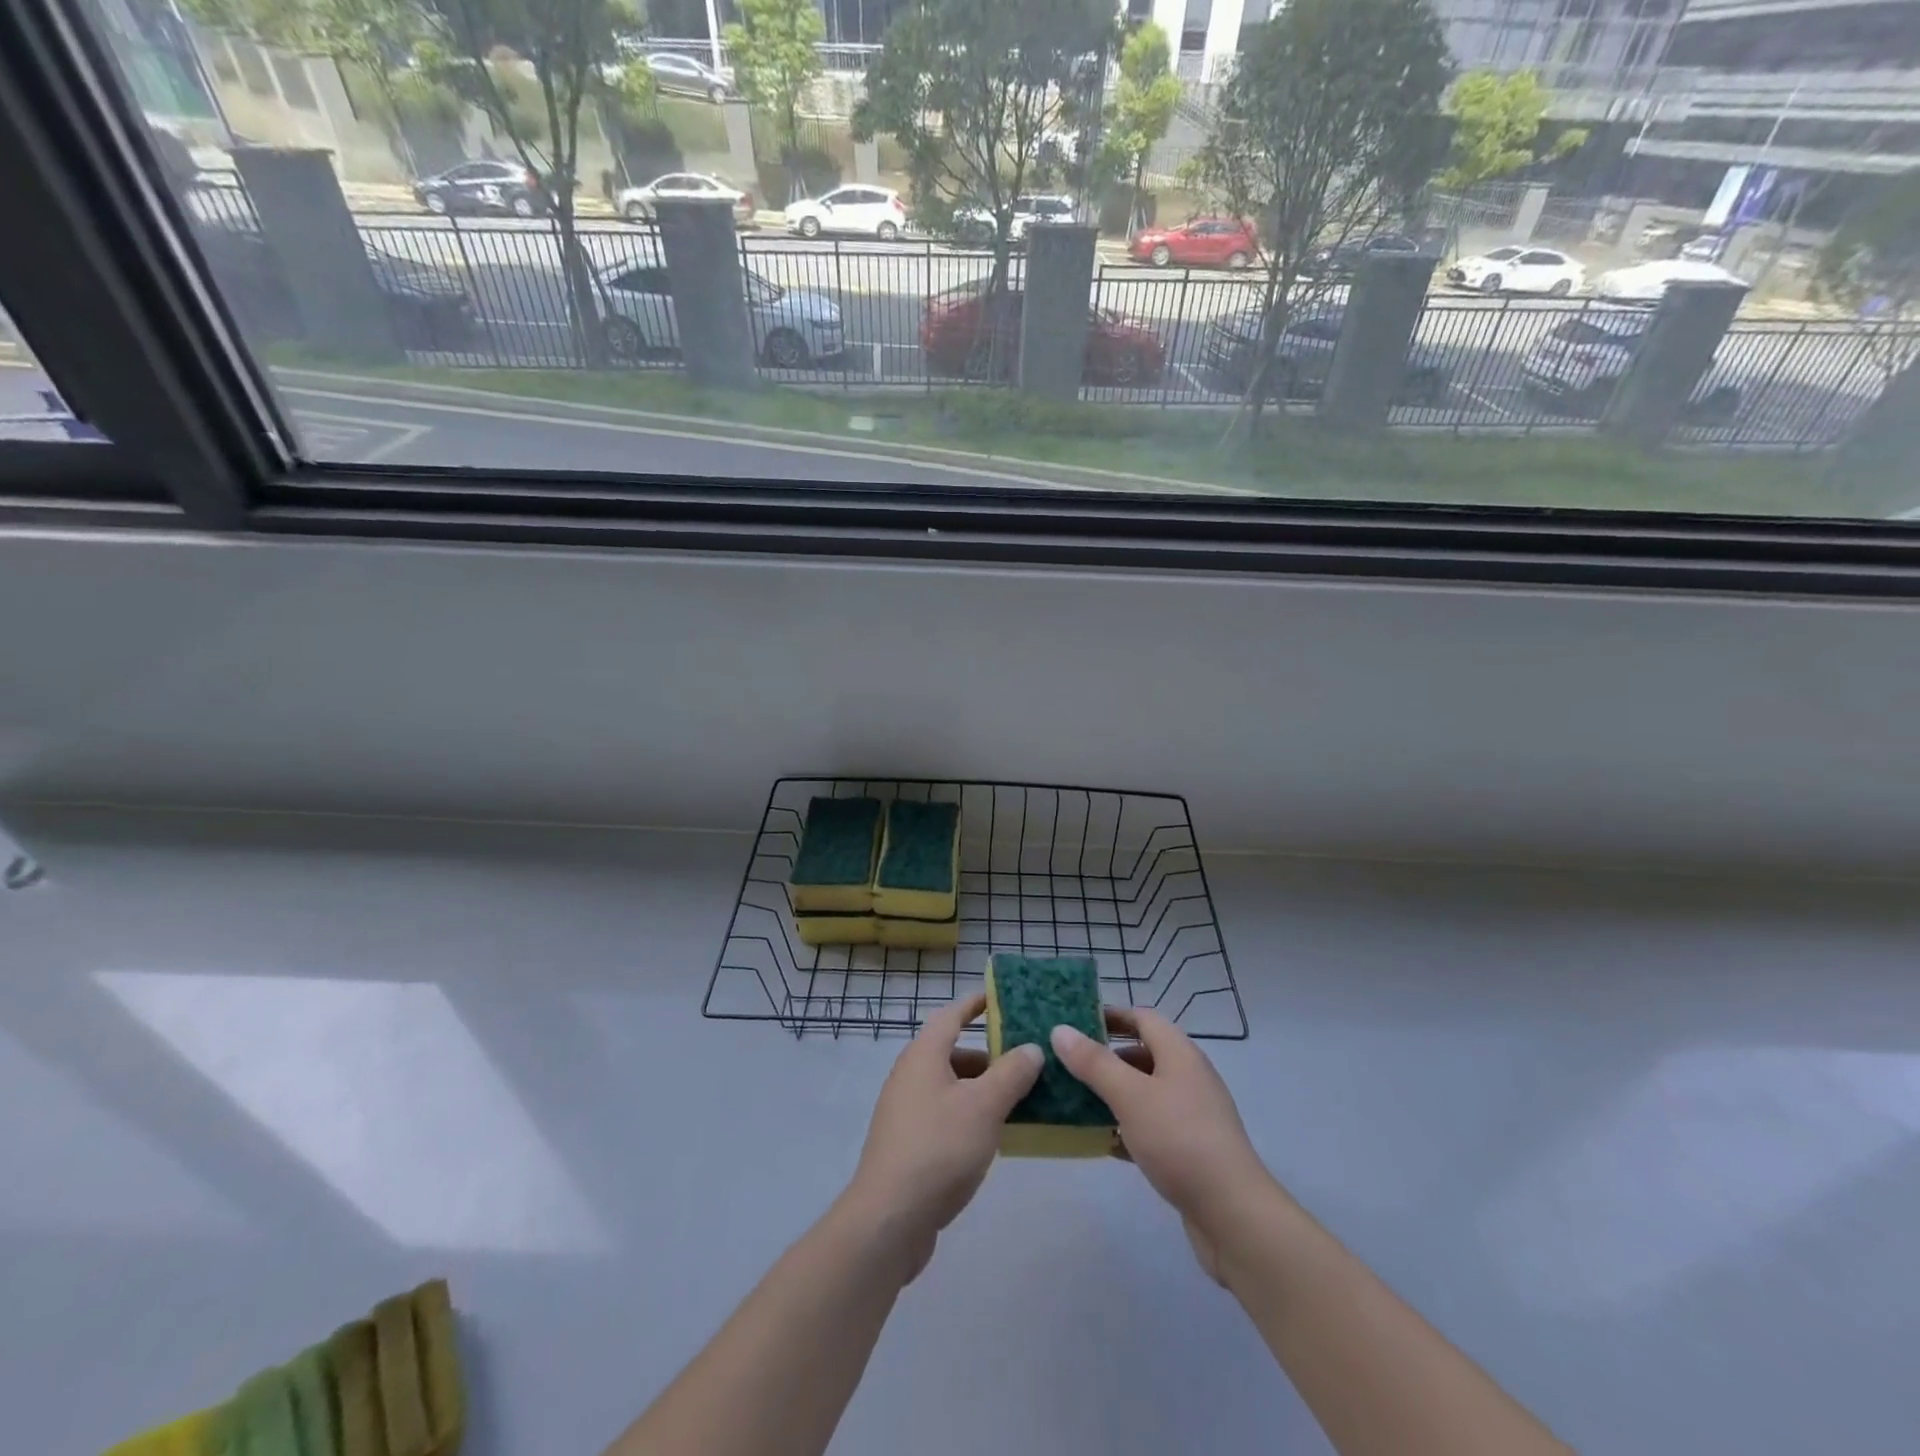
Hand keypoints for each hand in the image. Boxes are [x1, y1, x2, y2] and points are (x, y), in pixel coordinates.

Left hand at [845, 992, 1043, 1284]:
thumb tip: (1031, 1048)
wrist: (889, 1219)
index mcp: (923, 1055)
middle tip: (1026, 1060)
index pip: (952, 1015)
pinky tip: (995, 1136)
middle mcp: (910, 1075)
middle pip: (953, 1052)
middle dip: (989, 1054)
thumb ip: (1011, 1073)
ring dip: (983, 1088)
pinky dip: (971, 1114)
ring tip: (1020, 1099)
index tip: (1001, 998)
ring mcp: (906, 1111)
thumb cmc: (939, 1148)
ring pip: (951, 1086)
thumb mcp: (984, 1106)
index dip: (975, 1004)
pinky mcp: (909, 1144)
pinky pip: (945, 1114)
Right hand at [1050, 1009, 1274, 1283]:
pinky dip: (1127, 1128)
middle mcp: (1189, 1076)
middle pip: (1143, 1054)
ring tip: (1076, 1101)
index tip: (1075, 1022)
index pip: (1142, 1018)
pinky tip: (1103, 1142)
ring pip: (1145, 1092)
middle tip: (1068, 1064)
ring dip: (1113, 1094)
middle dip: (1106, 1057)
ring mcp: (1192, 1114)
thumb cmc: (1179, 1140)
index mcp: (1179, 1053)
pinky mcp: (1191, 1149)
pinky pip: (1152, 1126)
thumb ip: (1094, 1063)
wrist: (1233, 1214)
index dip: (1111, 1016)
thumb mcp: (1130, 1095)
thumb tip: (1060, 1029)